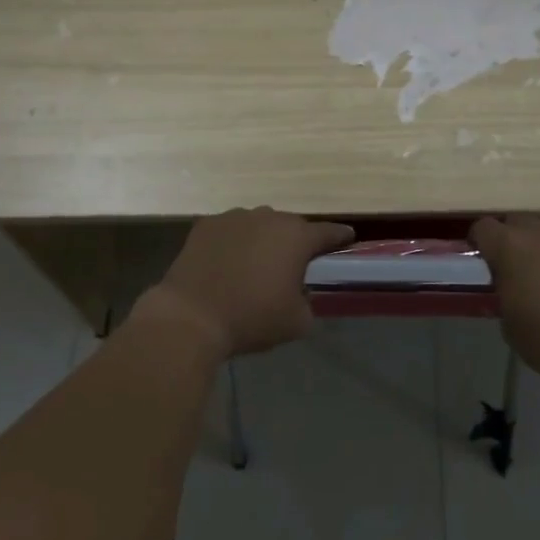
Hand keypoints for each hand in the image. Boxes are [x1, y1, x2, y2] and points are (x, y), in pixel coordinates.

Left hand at [149, 208, 354, 359]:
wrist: (191, 316)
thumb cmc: (251, 318)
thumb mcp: (296, 323)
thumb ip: (308, 303)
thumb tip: (301, 295)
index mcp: (297, 237)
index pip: (328, 232)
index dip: (340, 237)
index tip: (347, 239)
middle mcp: (269, 217)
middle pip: (290, 227)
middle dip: (294, 243)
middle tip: (291, 266)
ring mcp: (235, 217)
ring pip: (259, 225)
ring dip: (262, 241)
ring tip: (254, 266)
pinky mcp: (207, 224)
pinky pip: (230, 231)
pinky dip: (233, 243)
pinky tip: (226, 264)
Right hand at [471, 215, 539, 401]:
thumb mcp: (510, 325)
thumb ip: (503, 296)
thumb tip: (507, 290)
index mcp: (509, 246)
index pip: (482, 227)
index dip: (479, 242)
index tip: (480, 259)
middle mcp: (539, 232)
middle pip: (516, 220)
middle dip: (510, 236)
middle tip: (511, 263)